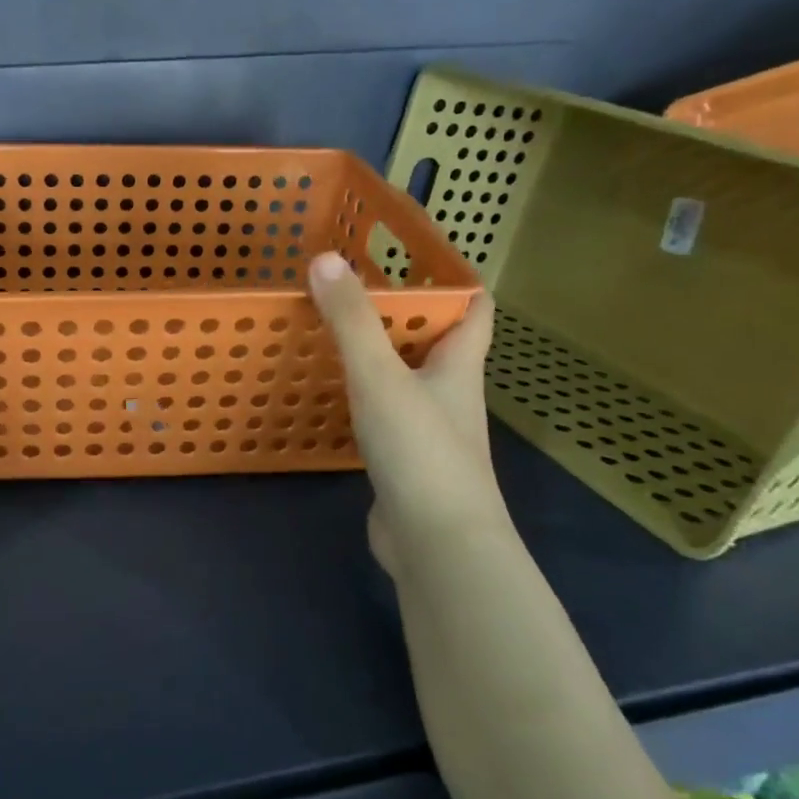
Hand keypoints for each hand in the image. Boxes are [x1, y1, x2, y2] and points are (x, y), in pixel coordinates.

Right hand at [307, 252, 503, 573]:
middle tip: (348, 289)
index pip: (473, 308)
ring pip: (404, 379)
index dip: (452, 279)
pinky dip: (358, 398)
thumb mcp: (380, 376)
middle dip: (399, 315)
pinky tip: (326, 395)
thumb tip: (325, 260)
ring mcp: (426, 431)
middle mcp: (448, 394)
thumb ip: (351, 321)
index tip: (412, 255)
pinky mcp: (402, 462)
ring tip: (329, 332)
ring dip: (375, 357)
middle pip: (433, 342)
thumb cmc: (420, 450)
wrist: (436, 543)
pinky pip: (380, 415)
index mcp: (458, 366)